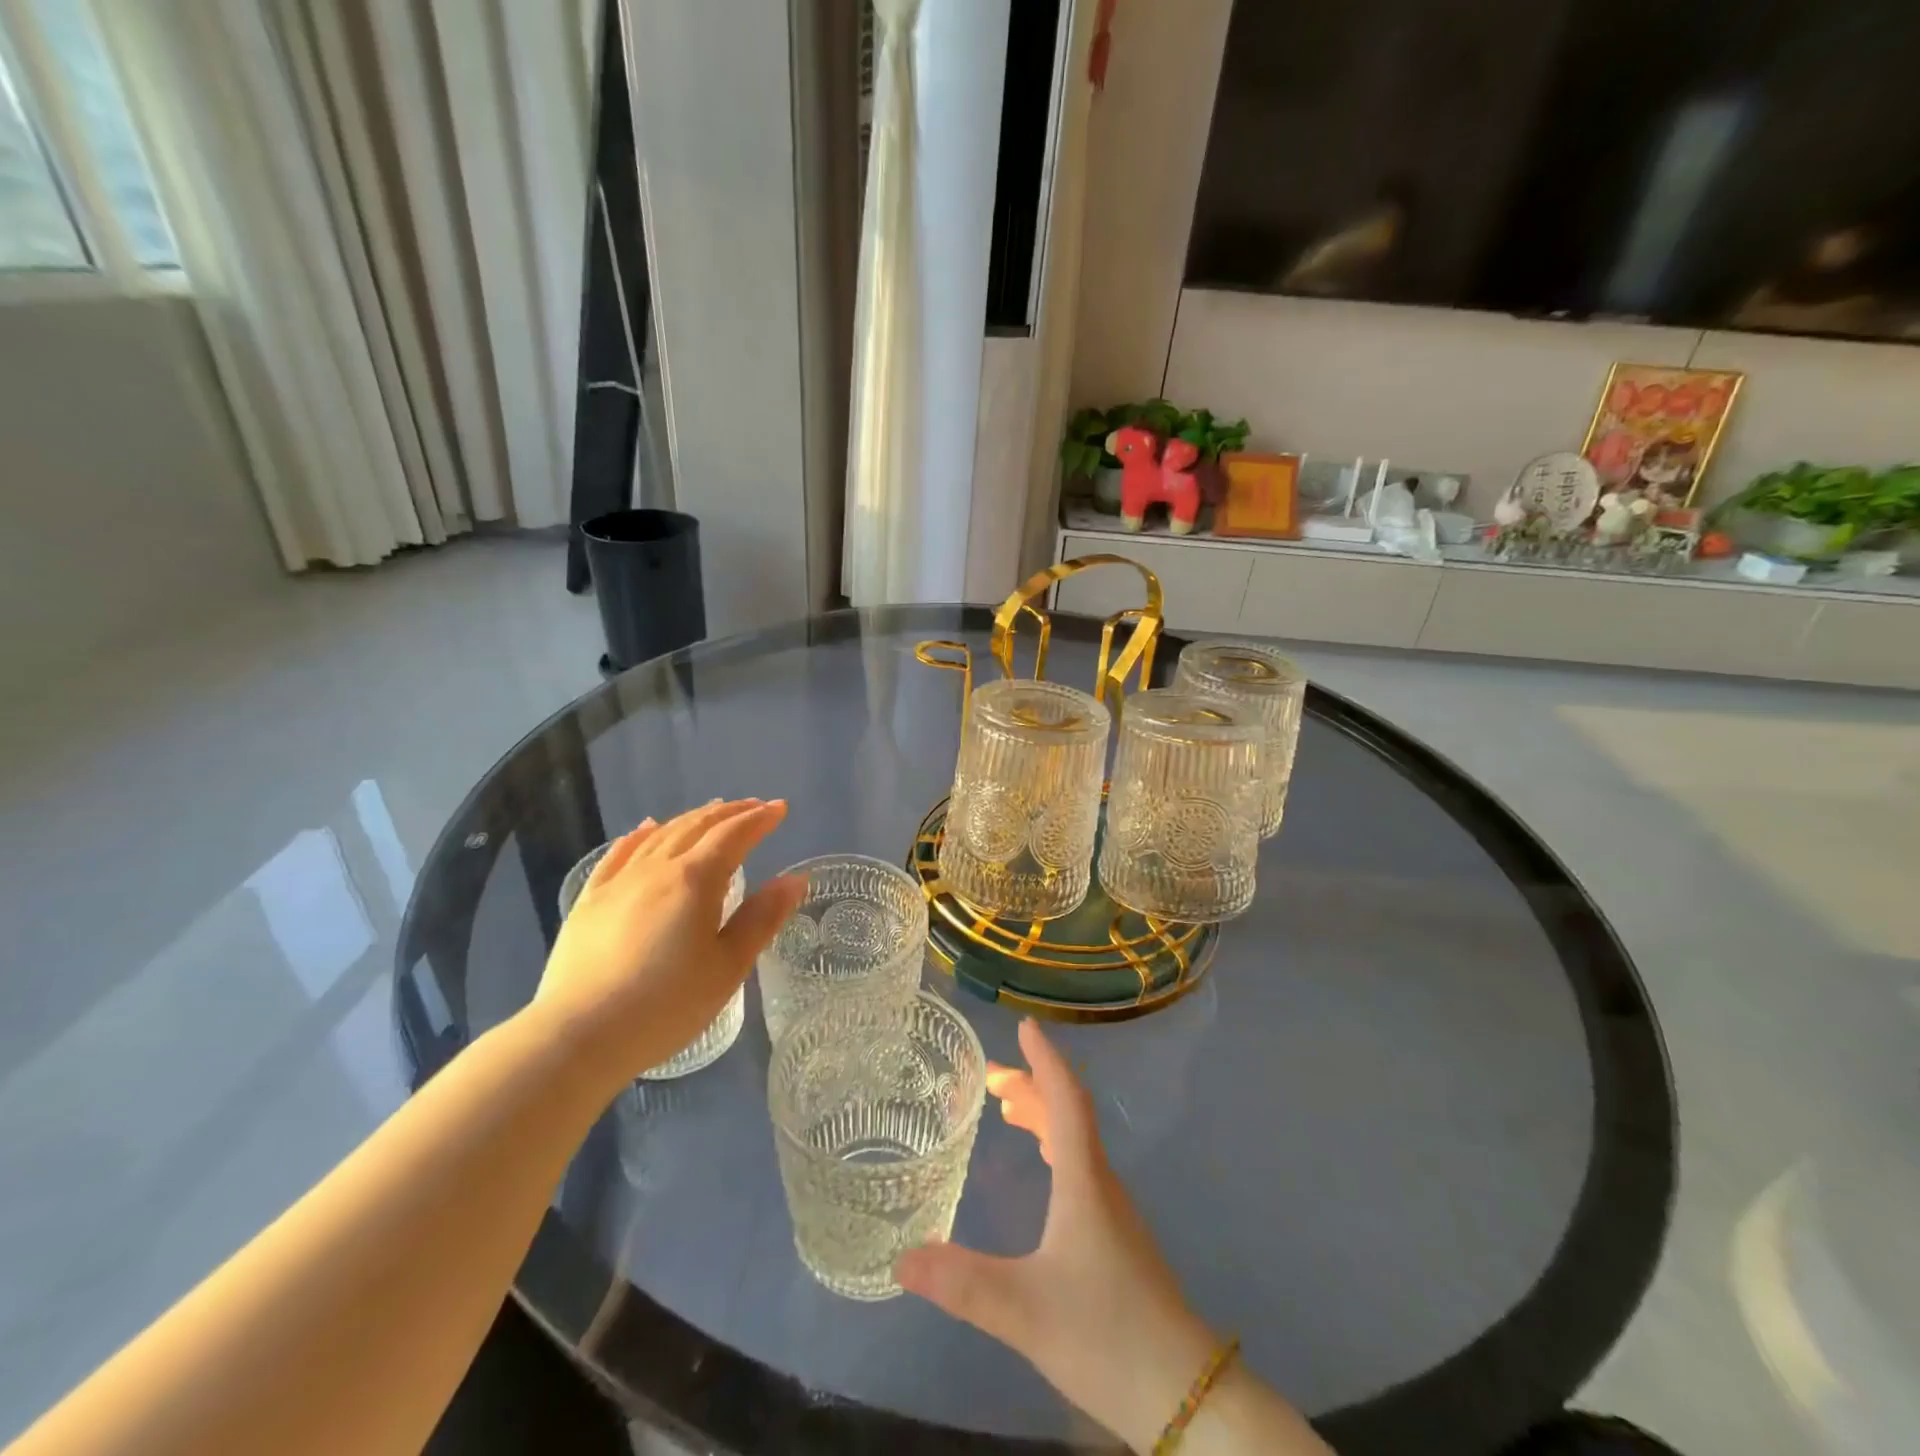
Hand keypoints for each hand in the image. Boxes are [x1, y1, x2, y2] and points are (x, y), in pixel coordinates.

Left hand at [533, 800, 804, 1081]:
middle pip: (697, 827)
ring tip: (711, 812)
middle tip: (754, 807)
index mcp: (695, 880)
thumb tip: (795, 879)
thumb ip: (762, 918)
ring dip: (691, 818)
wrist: (579, 1036)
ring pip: (660, 835)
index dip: (760, 819)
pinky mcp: (589, 901)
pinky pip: (619, 854)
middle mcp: (657, 869)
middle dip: (730, 813)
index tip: (780, 808)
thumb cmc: (666, 1005)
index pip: (734, 835)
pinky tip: (646, 829)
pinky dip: (640, 835)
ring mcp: (619, 882)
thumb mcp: (728, 967)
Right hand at [896, 1020, 1219, 1452]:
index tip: (1025, 1026)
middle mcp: (1101, 1182)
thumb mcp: (1025, 1311)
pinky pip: (1080, 1165)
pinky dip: (1054, 1144)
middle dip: (1032, 1085)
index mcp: (1084, 1180)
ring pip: (1076, 1140)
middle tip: (990, 1077)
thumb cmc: (1107, 1335)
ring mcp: (1112, 1210)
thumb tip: (902, 1257)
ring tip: (1007, 1106)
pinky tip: (1043, 1166)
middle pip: (1068, 1113)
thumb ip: (963, 1284)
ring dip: (1043, 1114)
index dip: (1046, 1059)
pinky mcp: (1116, 1236)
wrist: (1185, 1394)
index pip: (1066, 1099)